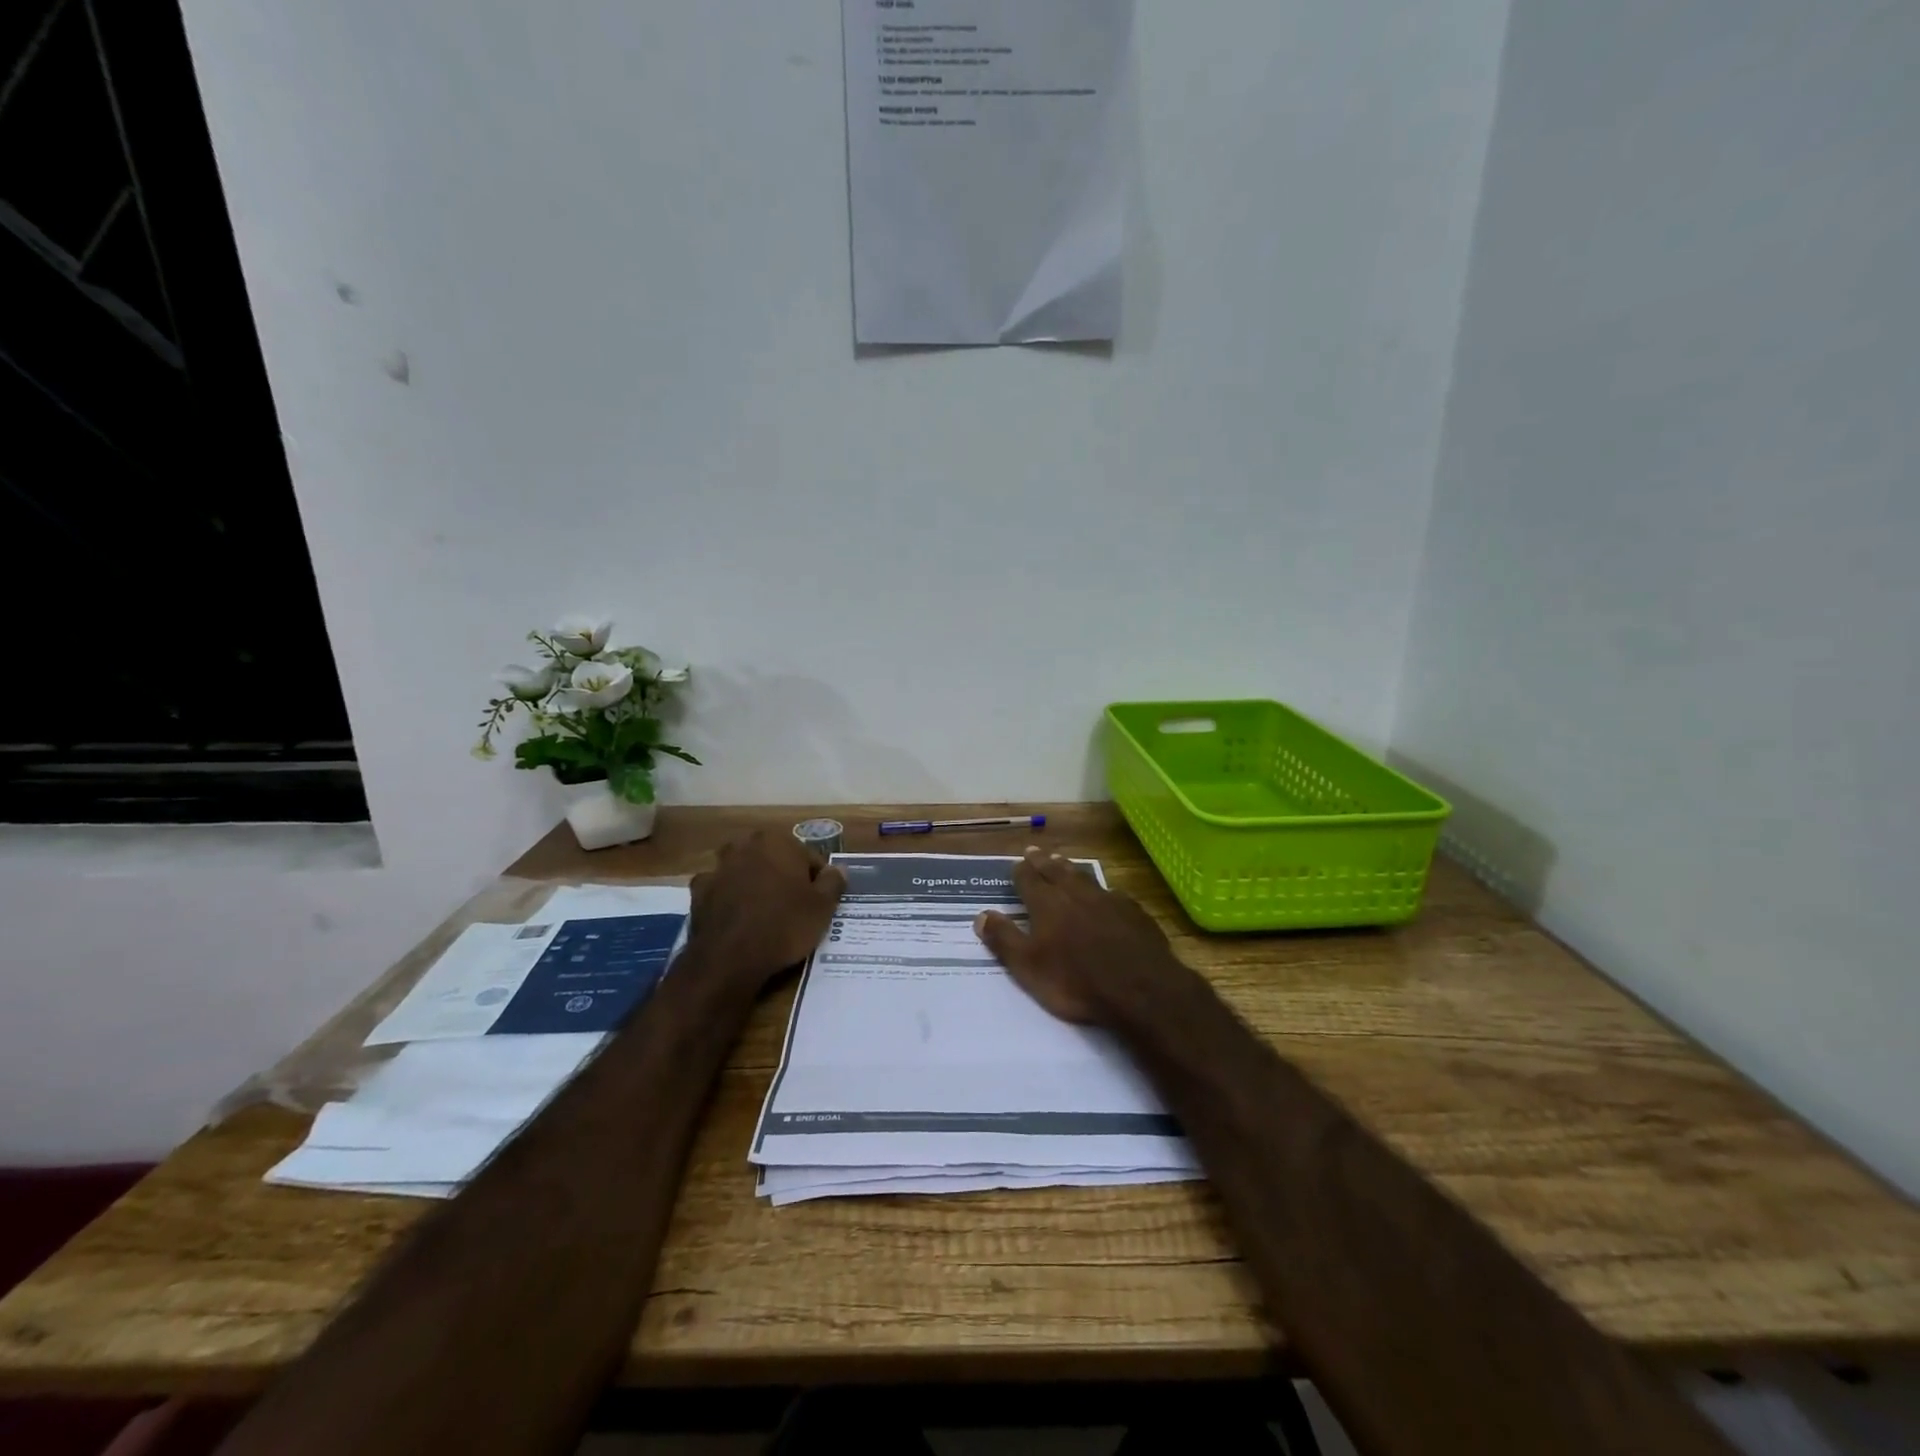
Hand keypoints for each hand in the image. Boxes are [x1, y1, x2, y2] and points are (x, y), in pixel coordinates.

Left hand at [689, 831, 845, 988]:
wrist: (730, 958)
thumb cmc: (784, 925)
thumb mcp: (823, 907)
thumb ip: (833, 882)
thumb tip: (838, 869)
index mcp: (777, 842)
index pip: (807, 857)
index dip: (816, 880)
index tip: (819, 902)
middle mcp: (745, 846)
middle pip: (773, 859)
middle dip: (782, 876)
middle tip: (793, 906)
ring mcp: (718, 868)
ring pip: (744, 871)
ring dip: (753, 883)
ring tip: (764, 912)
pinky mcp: (699, 892)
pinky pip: (721, 890)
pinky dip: (728, 898)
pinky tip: (737, 918)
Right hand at [974, 846, 1186, 1025]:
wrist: (1139, 988)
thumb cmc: (1075, 980)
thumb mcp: (1028, 967)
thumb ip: (1004, 939)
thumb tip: (981, 914)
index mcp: (1047, 904)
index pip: (1028, 880)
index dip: (1020, 871)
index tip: (1016, 863)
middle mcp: (1075, 894)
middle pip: (1055, 872)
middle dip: (1043, 862)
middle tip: (1035, 851)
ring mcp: (1108, 900)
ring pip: (1084, 877)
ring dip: (1070, 869)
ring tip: (1063, 862)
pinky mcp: (1134, 913)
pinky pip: (1112, 894)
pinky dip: (1102, 891)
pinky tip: (1106, 894)